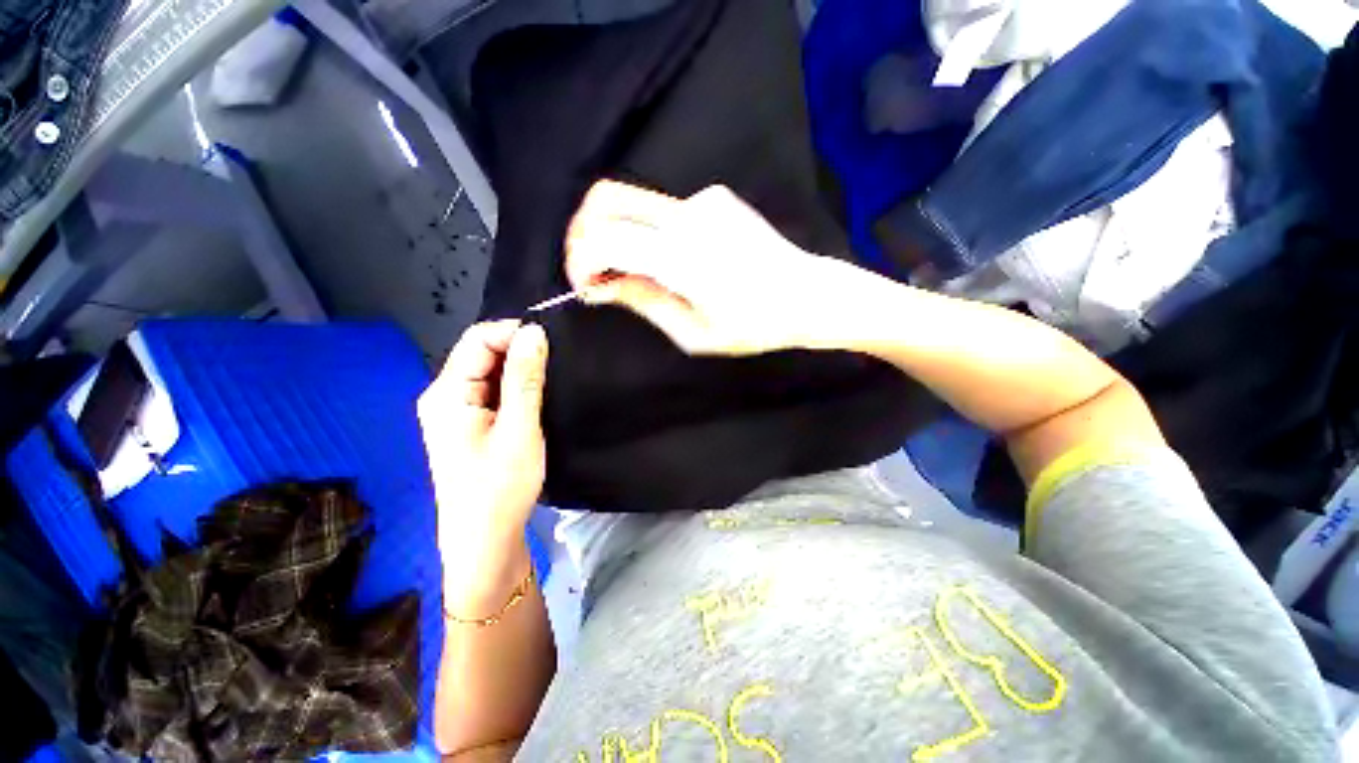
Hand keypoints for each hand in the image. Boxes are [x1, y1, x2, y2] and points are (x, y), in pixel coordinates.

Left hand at [418, 320, 547, 607]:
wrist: (484, 541)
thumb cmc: (500, 487)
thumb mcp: (519, 429)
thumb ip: (525, 378)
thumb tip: (534, 332)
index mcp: (447, 394)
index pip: (478, 340)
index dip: (514, 333)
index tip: (551, 343)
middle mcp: (444, 396)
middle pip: (482, 354)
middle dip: (519, 351)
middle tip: (557, 364)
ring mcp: (455, 412)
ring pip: (490, 373)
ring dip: (520, 371)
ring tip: (552, 379)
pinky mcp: (469, 425)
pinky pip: (492, 392)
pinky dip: (516, 388)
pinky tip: (537, 397)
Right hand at [565, 180, 857, 354]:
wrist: (807, 294)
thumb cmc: (753, 325)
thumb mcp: (692, 333)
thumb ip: (643, 302)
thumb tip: (601, 285)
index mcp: (682, 258)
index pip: (604, 238)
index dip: (580, 260)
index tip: (585, 285)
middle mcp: (687, 216)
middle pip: (607, 197)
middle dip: (583, 231)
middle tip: (590, 267)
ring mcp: (702, 200)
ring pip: (632, 201)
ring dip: (616, 232)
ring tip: (630, 271)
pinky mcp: (714, 197)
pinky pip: (663, 210)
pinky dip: (649, 233)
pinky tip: (672, 260)